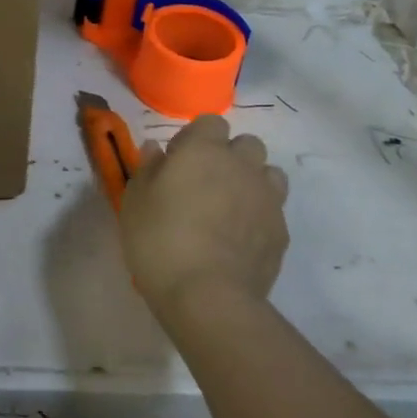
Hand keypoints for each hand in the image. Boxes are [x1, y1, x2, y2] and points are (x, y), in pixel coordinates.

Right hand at [119, 114, 288, 320]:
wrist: (208, 295)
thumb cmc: (160, 239)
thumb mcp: (135, 200)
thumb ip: (147, 167)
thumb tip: (156, 148)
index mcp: (204, 150)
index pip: (212, 122)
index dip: (196, 138)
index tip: (178, 161)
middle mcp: (241, 165)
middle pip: (247, 144)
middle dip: (230, 156)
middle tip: (206, 183)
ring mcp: (267, 198)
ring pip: (269, 174)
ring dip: (253, 182)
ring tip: (230, 208)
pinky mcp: (281, 232)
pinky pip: (274, 211)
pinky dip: (260, 217)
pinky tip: (240, 240)